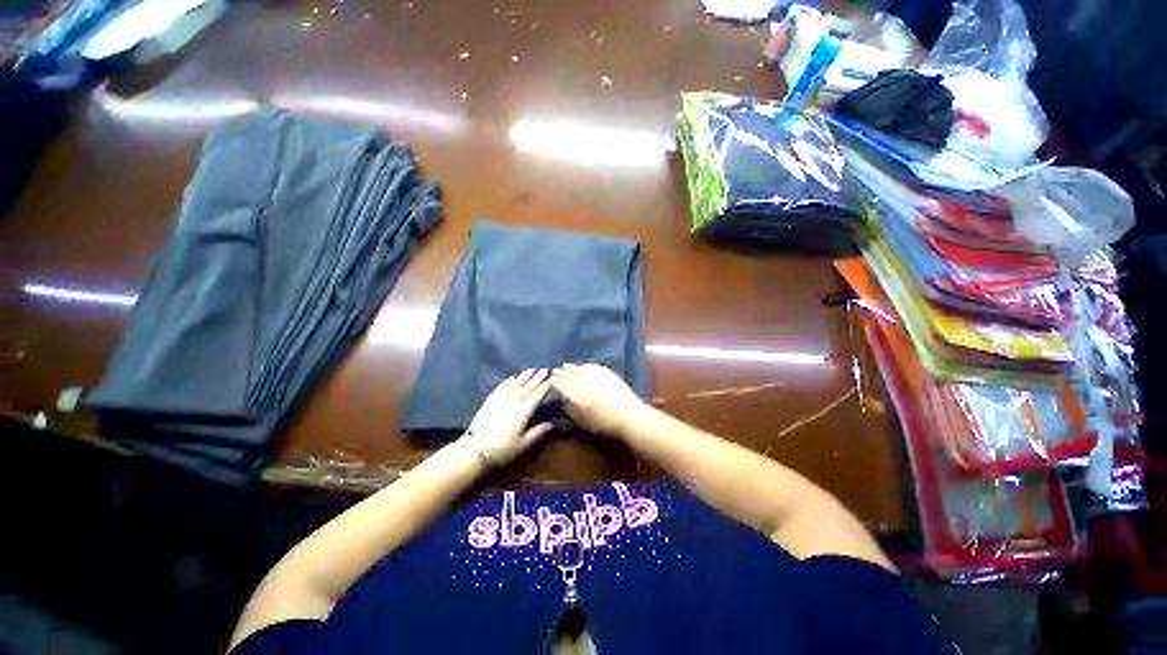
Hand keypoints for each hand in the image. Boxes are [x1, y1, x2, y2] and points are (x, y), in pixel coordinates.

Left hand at [465, 369, 553, 467]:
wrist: (474, 449)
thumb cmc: (502, 449)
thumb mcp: (523, 444)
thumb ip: (537, 432)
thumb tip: (551, 424)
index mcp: (524, 411)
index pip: (537, 395)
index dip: (545, 386)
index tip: (552, 377)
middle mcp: (514, 401)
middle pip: (528, 386)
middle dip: (537, 377)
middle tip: (545, 368)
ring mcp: (501, 399)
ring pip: (516, 384)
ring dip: (525, 376)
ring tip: (532, 369)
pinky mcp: (490, 401)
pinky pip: (501, 387)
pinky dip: (508, 381)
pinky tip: (512, 376)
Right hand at [551, 363, 651, 436]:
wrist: (629, 415)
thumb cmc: (603, 423)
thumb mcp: (581, 420)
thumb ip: (569, 408)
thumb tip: (561, 400)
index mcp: (574, 393)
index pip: (557, 383)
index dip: (551, 381)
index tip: (547, 380)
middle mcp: (582, 379)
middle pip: (566, 373)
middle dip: (558, 372)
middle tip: (552, 371)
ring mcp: (594, 373)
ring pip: (577, 367)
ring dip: (569, 368)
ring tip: (563, 366)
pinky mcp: (605, 371)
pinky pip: (589, 366)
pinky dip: (583, 366)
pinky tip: (581, 367)